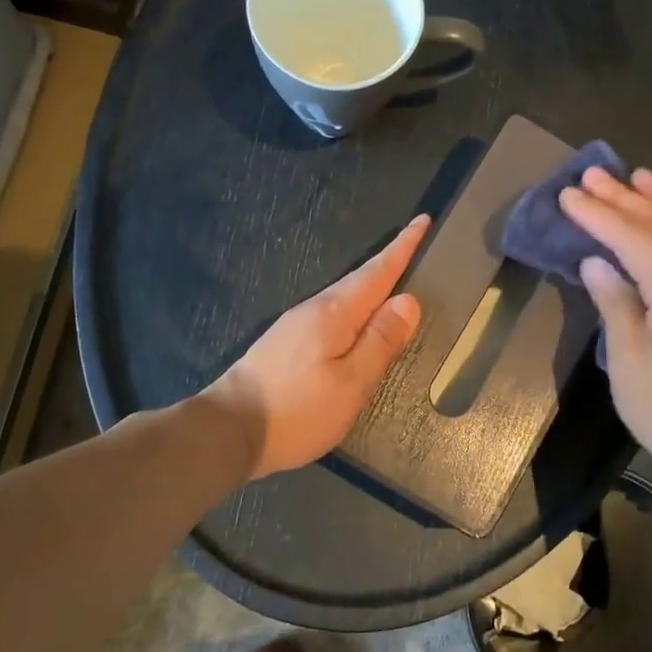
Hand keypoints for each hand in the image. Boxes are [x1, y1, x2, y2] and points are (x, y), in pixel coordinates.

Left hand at [205, 216, 428, 478]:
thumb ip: (381, 341)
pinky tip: (358, 323)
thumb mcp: (351, 381)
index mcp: (334, 313)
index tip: (422, 220)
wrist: (229, 430)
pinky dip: (354, 310)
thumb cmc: (298, 409)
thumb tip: (408, 301)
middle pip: (359, 281)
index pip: (377, 272)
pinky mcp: (285, 345)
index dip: (402, 248)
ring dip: (371, 286)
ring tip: (395, 282)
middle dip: (389, 262)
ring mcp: (295, 327)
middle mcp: (313, 310)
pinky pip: (331, 316)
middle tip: (416, 245)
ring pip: (344, 299)